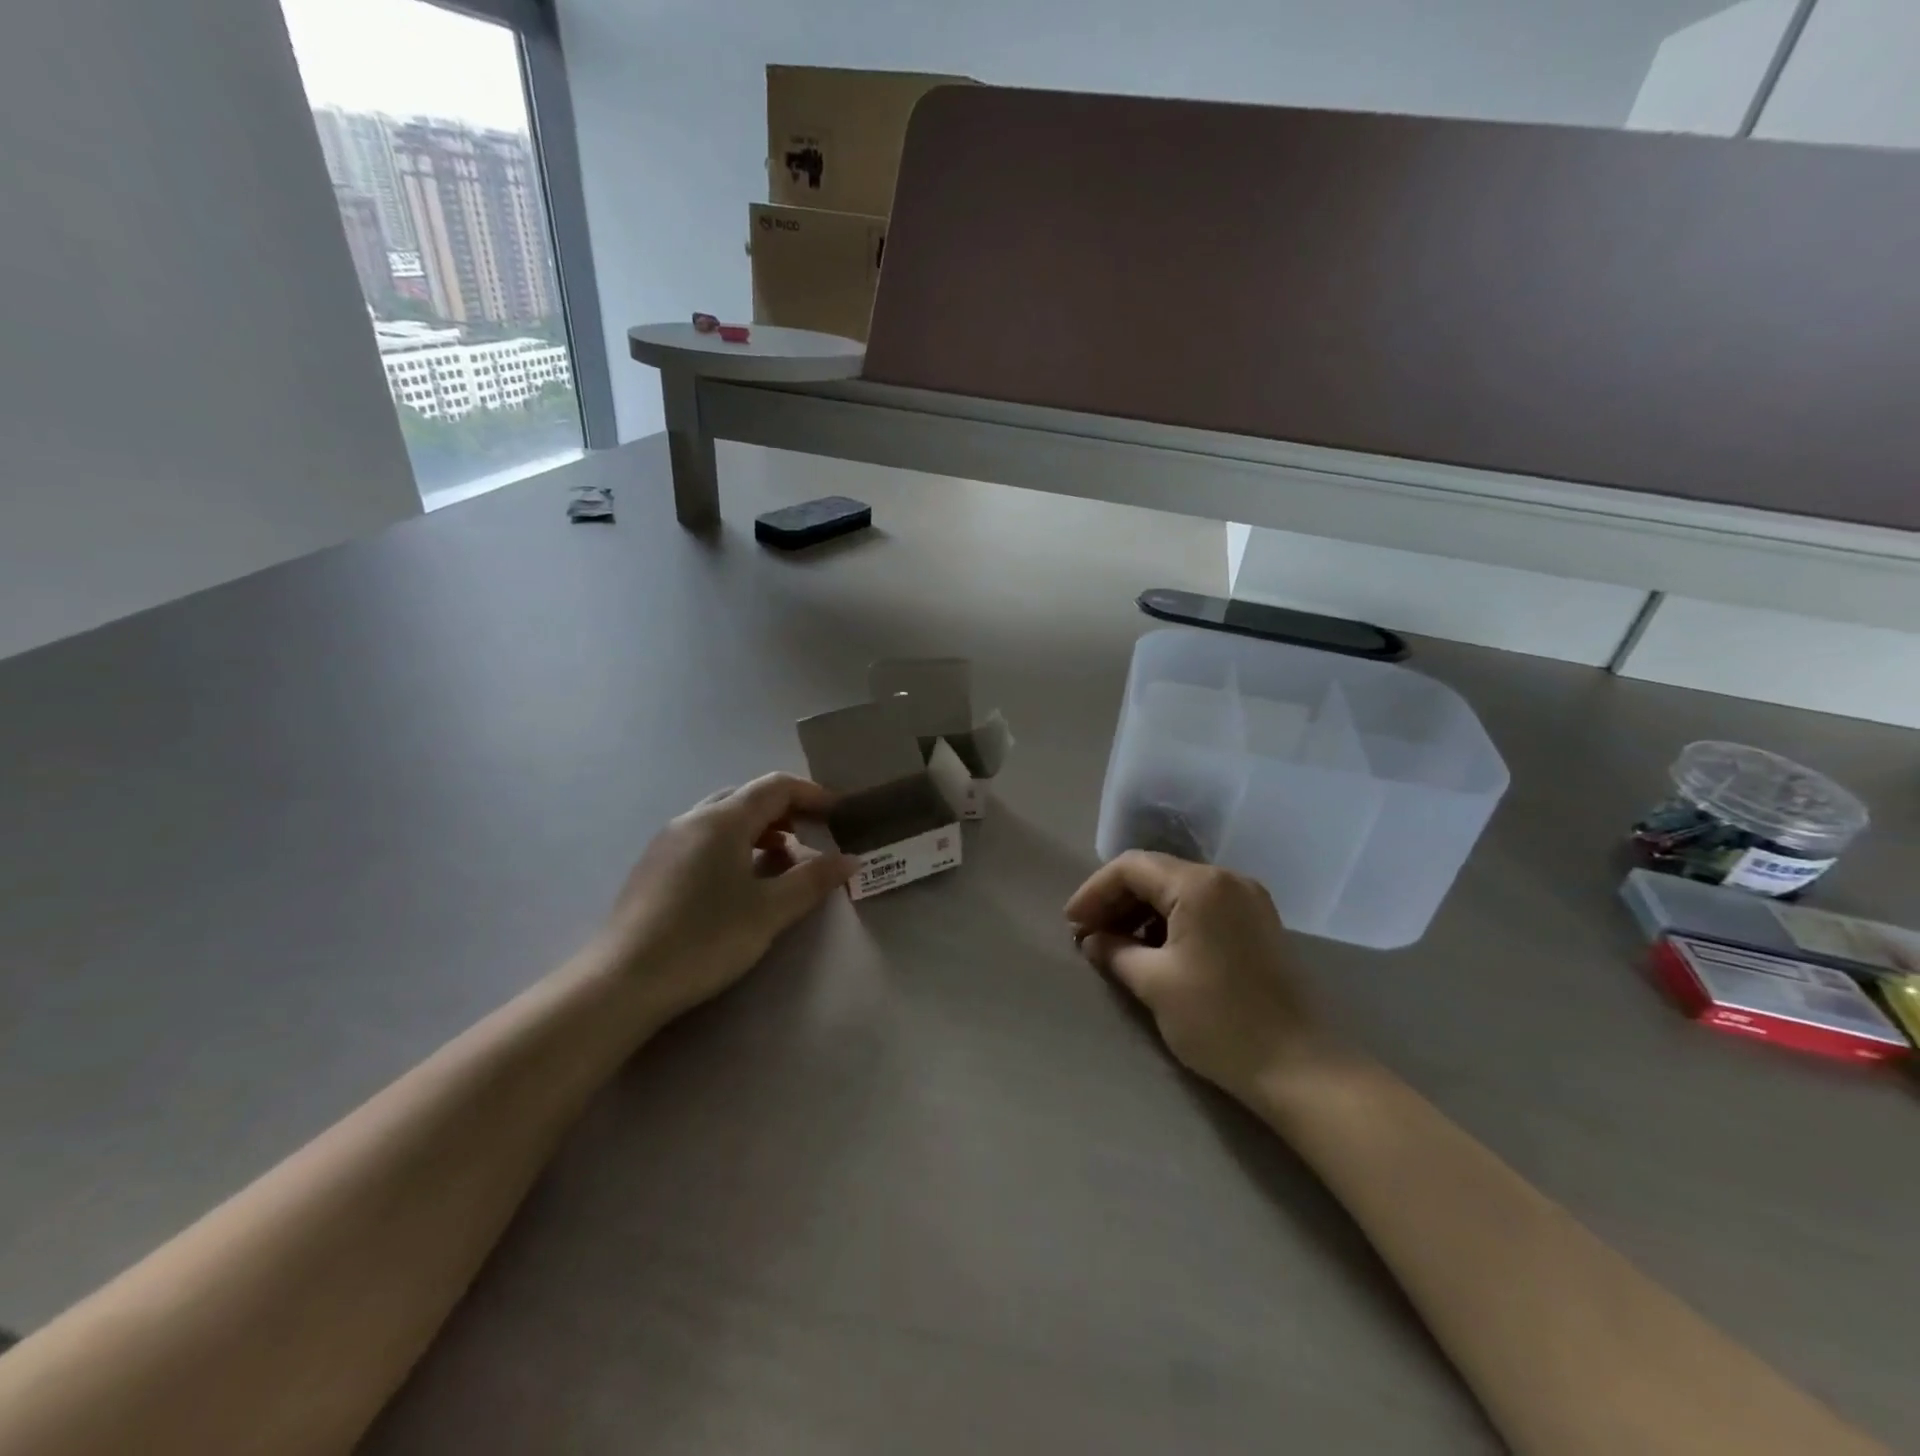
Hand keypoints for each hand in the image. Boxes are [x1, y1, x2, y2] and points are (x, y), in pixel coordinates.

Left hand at [595, 773, 856, 1024]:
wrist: (623, 982)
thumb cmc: (705, 939)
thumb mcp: (770, 911)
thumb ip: (813, 880)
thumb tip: (850, 860)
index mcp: (722, 820)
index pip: (775, 786)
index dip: (812, 794)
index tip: (840, 813)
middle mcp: (693, 819)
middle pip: (748, 798)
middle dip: (786, 812)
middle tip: (814, 838)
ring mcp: (668, 841)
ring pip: (724, 819)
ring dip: (760, 831)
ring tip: (782, 863)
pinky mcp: (654, 866)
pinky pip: (704, 839)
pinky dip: (734, 846)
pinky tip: (741, 883)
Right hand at [1065, 852, 1329, 1099]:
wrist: (1299, 1067)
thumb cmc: (1218, 1020)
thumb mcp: (1154, 983)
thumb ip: (1115, 951)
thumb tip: (1092, 940)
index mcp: (1199, 885)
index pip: (1131, 867)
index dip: (1094, 891)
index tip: (1071, 924)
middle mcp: (1226, 879)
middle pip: (1155, 873)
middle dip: (1116, 900)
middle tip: (1088, 935)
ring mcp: (1247, 900)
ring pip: (1178, 889)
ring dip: (1142, 911)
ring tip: (1116, 945)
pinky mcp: (1258, 923)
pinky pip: (1202, 906)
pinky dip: (1170, 920)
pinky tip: (1153, 949)